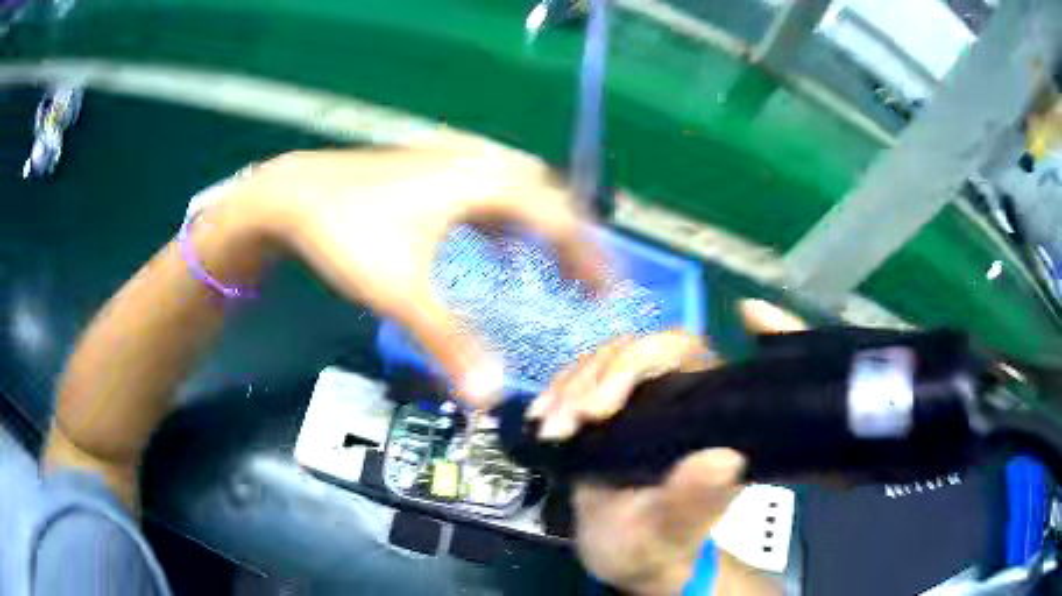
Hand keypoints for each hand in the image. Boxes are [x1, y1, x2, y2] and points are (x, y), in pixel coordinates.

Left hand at [232, 141, 604, 405]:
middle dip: (572, 243)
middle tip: (587, 285)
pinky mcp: (432, 171)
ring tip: (551, 270)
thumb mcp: (402, 290)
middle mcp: (479, 164)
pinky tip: (494, 252)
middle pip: (546, 199)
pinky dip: (502, 226)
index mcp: (485, 183)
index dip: (591, 260)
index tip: (613, 296)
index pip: (559, 220)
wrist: (294, 194)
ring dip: (538, 232)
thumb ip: (450, 342)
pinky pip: (486, 196)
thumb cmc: (349, 233)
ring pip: (517, 195)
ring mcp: (454, 162)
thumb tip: (490, 398)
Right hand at [527, 300, 805, 594]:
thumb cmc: (657, 545)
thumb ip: (694, 501)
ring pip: (602, 361)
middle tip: (565, 421)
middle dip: (596, 376)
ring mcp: (638, 398)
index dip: (643, 358)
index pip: (684, 352)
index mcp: (707, 412)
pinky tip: (539, 419)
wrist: (625, 555)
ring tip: (548, 429)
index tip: (600, 407)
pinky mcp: (604, 410)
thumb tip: (724, 460)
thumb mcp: (672, 530)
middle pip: (637, 349)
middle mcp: (677, 392)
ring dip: (568, 388)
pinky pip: (578, 381)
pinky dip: (554, 394)